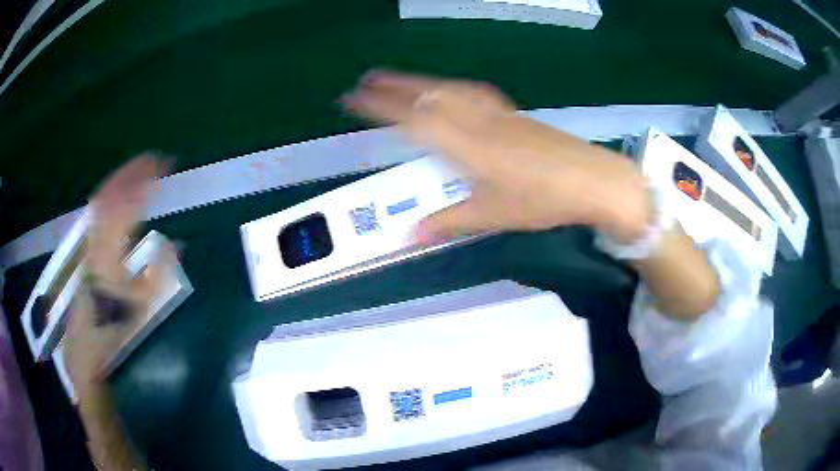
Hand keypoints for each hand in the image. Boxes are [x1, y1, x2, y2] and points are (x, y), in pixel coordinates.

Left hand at [65, 153, 169, 388]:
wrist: (86, 354)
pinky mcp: (84, 255)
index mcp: (107, 257)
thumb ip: (157, 275)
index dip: (143, 182)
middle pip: (108, 197)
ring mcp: (86, 248)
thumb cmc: (114, 335)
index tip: (162, 165)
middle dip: (129, 174)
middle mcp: (93, 244)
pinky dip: (109, 200)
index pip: (123, 208)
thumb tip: (174, 242)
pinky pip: (96, 218)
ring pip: (99, 204)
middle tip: (151, 160)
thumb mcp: (141, 311)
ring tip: (137, 172)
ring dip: (119, 183)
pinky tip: (118, 200)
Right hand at [341, 70, 650, 243]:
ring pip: (450, 89)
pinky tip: (449, 91)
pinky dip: (450, 88)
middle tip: (366, 80)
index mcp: (466, 144)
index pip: (413, 119)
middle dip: (394, 85)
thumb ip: (448, 221)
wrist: (592, 180)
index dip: (381, 107)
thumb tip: (411, 234)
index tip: (355, 98)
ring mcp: (497, 114)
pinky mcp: (513, 114)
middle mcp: (477, 121)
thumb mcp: (492, 215)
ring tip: (399, 81)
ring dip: (420, 82)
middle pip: (429, 95)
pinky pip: (472, 93)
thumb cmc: (541, 199)